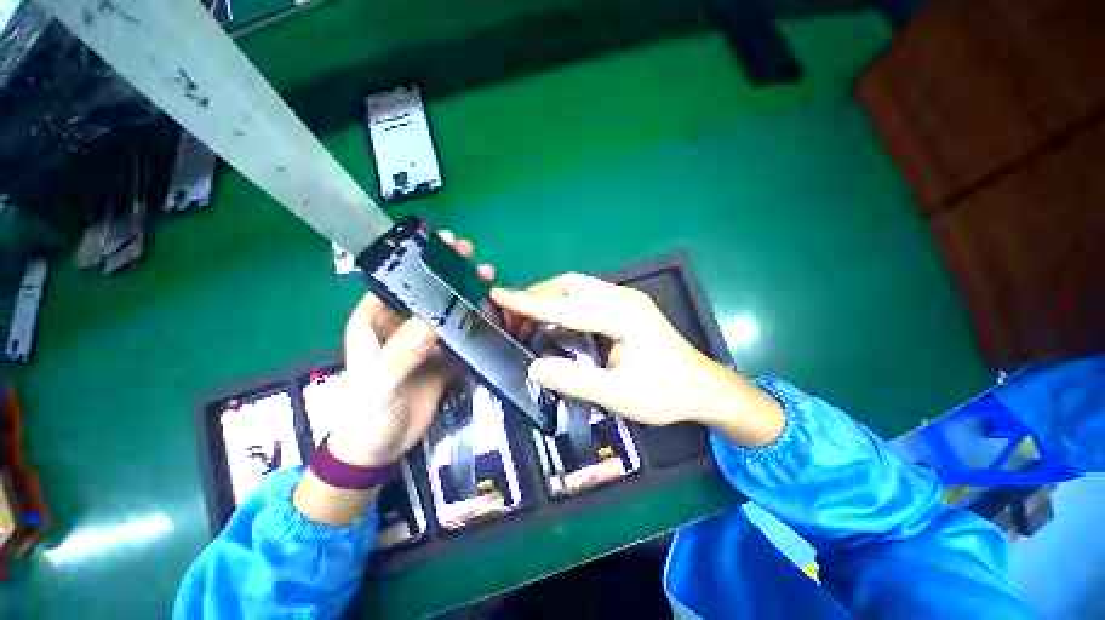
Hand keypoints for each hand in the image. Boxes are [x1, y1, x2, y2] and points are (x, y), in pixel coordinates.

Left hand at [327, 231, 495, 466]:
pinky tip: (491, 310)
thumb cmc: (368, 413)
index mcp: (374, 321)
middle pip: (425, 291)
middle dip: (446, 271)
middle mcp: (400, 325)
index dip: (416, 261)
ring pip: (446, 310)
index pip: (394, 281)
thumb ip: (403, 353)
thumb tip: (431, 323)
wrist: (381, 448)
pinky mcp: (442, 355)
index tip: (440, 244)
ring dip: (464, 294)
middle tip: (468, 253)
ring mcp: (424, 340)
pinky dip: (474, 322)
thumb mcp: (381, 382)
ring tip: (485, 277)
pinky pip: (460, 334)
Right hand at [491, 273, 784, 447]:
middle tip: (510, 318)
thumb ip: (575, 381)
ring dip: (547, 300)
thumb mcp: (619, 395)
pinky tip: (550, 325)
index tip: (498, 296)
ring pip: (575, 288)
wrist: (702, 388)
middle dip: (536, 297)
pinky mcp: (621, 307)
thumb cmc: (666, 393)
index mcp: (625, 315)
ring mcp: (623, 300)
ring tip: (524, 322)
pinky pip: (583, 299)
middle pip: (570, 285)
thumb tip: (533, 367)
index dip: (530, 303)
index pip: (568, 305)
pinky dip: (560, 308)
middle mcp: (622, 298)